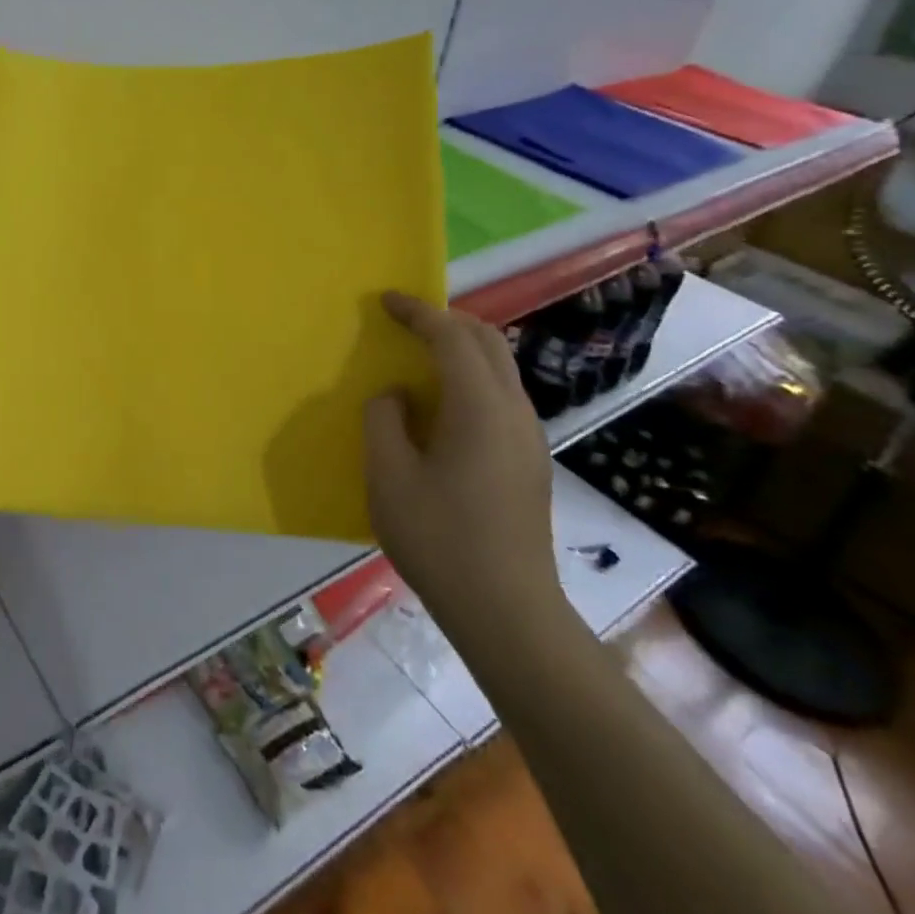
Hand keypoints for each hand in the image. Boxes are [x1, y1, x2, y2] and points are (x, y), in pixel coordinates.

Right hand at [363, 292, 561, 639]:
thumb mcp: (388, 476)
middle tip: (406, 320)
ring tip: (422, 355)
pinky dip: (472, 376)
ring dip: (463, 347)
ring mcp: (529, 438)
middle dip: (447, 320)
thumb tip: (397, 396)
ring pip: (501, 368)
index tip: (386, 299)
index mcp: (480, 407)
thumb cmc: (440, 539)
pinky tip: (444, 405)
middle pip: (488, 342)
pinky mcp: (531, 461)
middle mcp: (514, 412)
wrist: (508, 613)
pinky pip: (502, 396)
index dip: (418, 312)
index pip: (452, 337)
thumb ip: (384, 419)